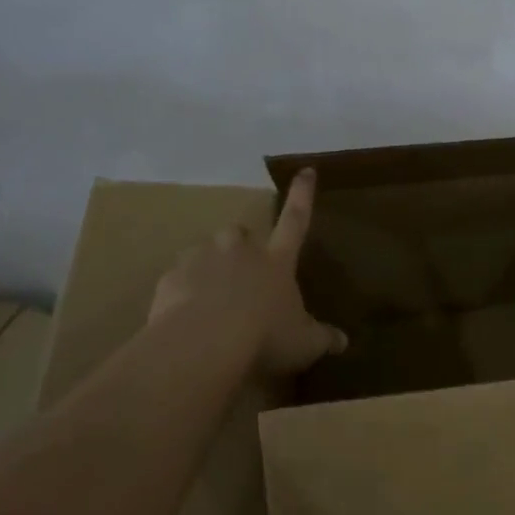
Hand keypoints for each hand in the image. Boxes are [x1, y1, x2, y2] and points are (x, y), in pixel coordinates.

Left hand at [150, 167, 347, 375]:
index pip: (295, 220)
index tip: (305, 170)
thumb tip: (343, 341)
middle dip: (241, 245)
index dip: (302, 195)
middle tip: (242, 270)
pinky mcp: (172, 277)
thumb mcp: (303, 343)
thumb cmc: (264, 336)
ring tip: (210, 298)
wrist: (202, 344)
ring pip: (205, 252)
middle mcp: (240, 251)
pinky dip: (183, 291)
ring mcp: (202, 260)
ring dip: (210, 268)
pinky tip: (185, 316)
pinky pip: (179, 278)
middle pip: (241, 233)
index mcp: (276, 260)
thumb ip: (323, 338)